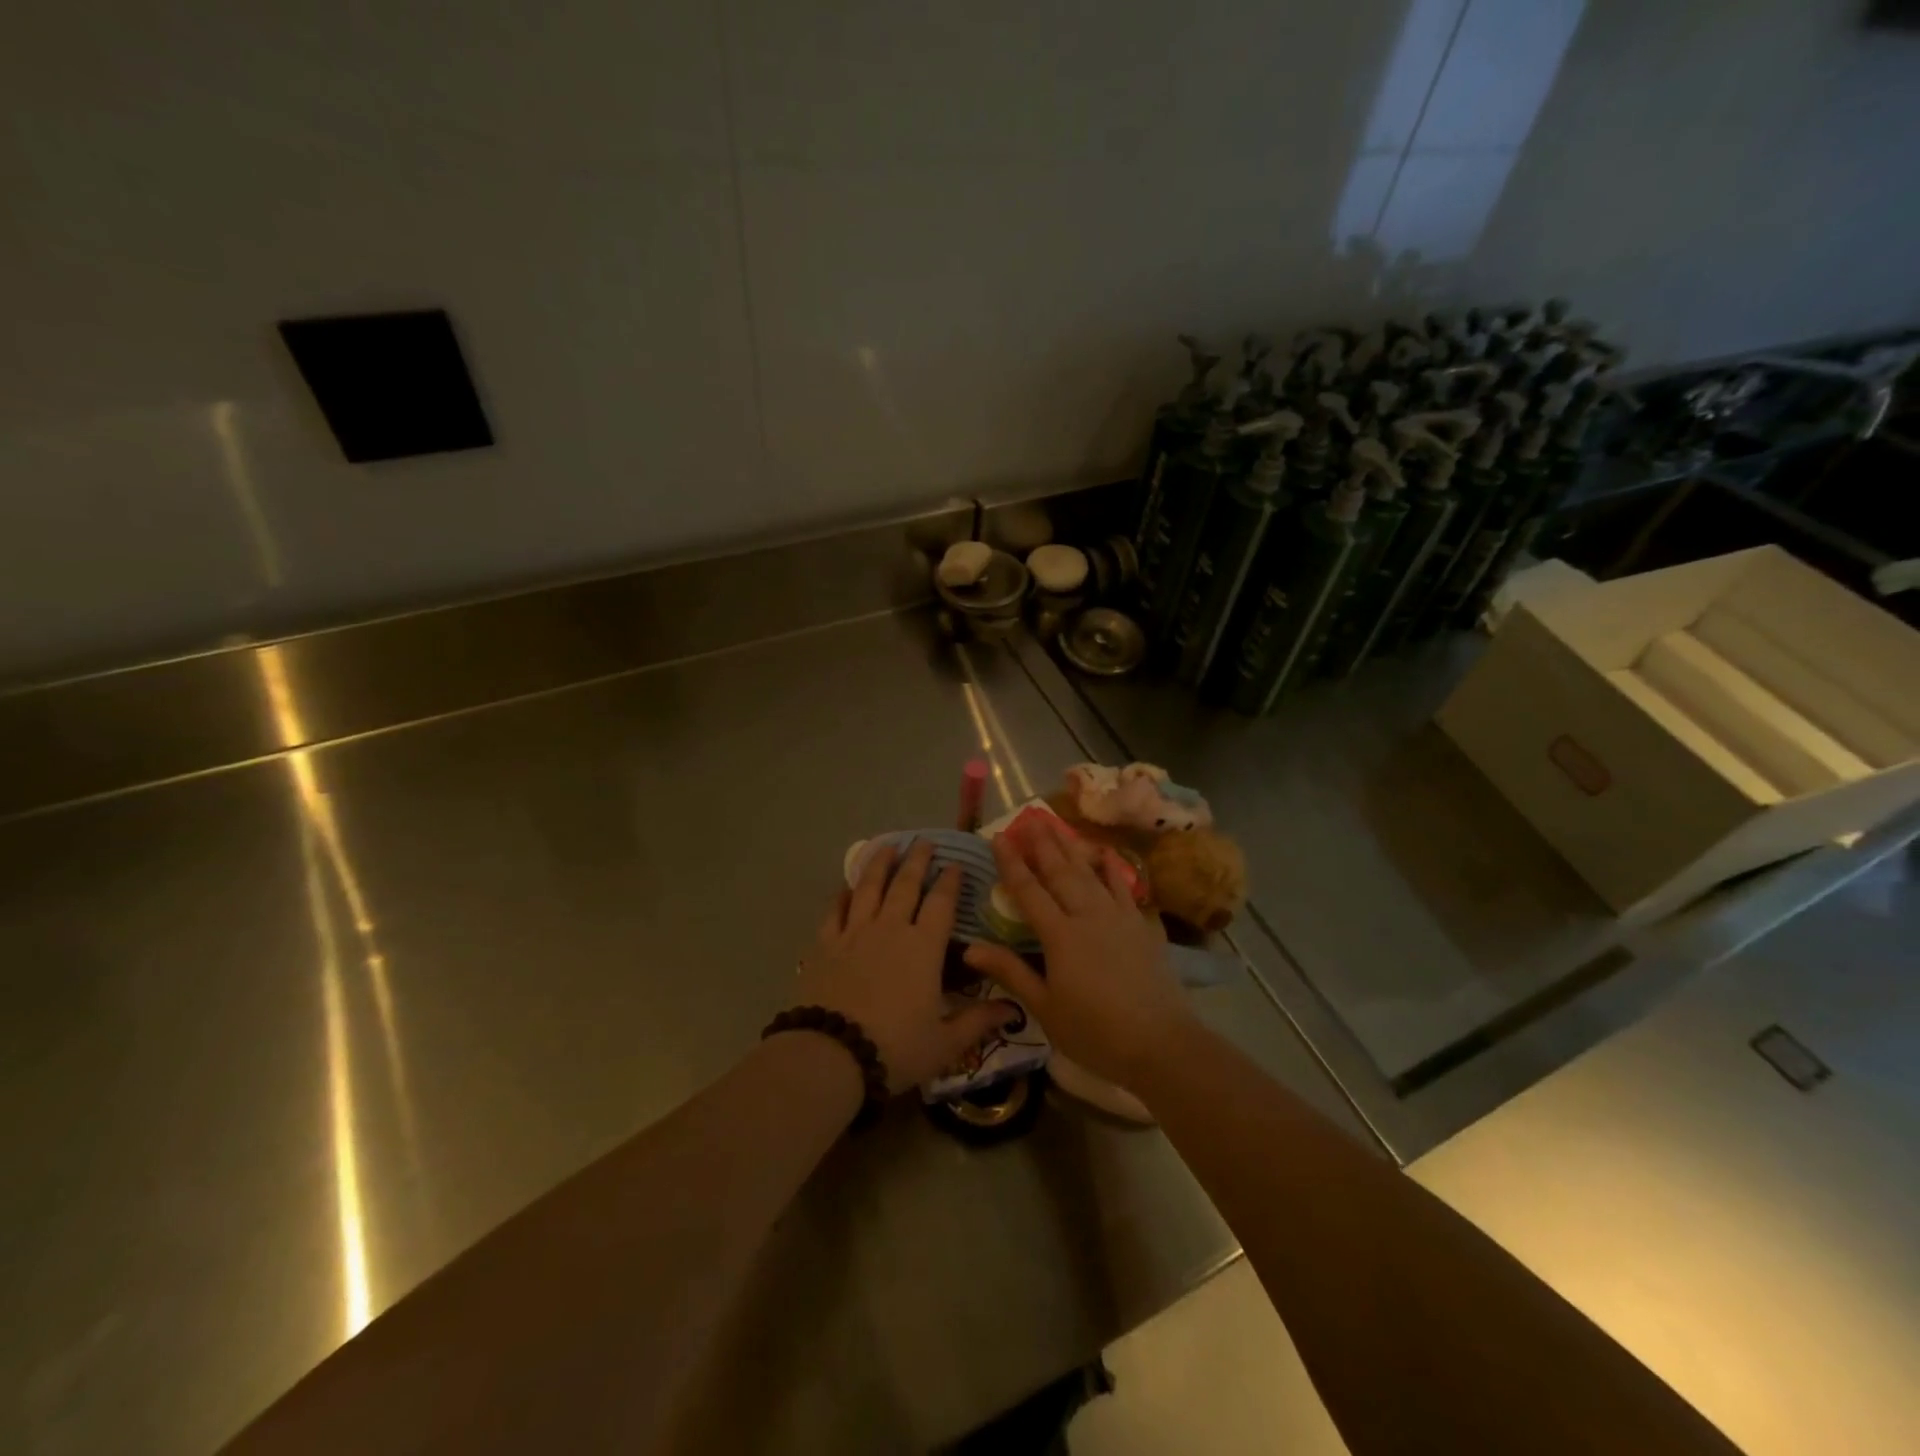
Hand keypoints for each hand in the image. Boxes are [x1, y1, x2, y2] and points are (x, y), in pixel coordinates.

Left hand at [795, 840, 1020, 1094]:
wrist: (832, 1055)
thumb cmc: (896, 1048)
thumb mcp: (945, 1042)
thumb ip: (979, 1020)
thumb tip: (1014, 1009)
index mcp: (924, 947)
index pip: (941, 903)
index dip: (950, 881)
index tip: (956, 863)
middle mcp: (890, 929)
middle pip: (905, 885)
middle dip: (917, 860)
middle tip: (924, 841)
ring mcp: (854, 933)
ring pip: (869, 887)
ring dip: (880, 864)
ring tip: (887, 846)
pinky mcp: (825, 944)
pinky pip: (834, 911)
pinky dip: (842, 895)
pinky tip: (846, 887)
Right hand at [963, 819, 1193, 1089]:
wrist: (1161, 1043)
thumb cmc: (1095, 1032)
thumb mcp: (1045, 1007)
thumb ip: (1010, 972)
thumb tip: (970, 947)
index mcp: (1060, 935)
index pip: (1029, 891)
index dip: (1011, 863)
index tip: (999, 837)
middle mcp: (1088, 916)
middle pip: (1061, 872)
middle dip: (1043, 844)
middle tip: (1030, 817)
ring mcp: (1119, 917)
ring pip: (1091, 873)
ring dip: (1072, 848)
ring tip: (1059, 825)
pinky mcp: (1142, 926)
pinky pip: (1125, 888)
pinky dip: (1113, 869)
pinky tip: (1107, 855)